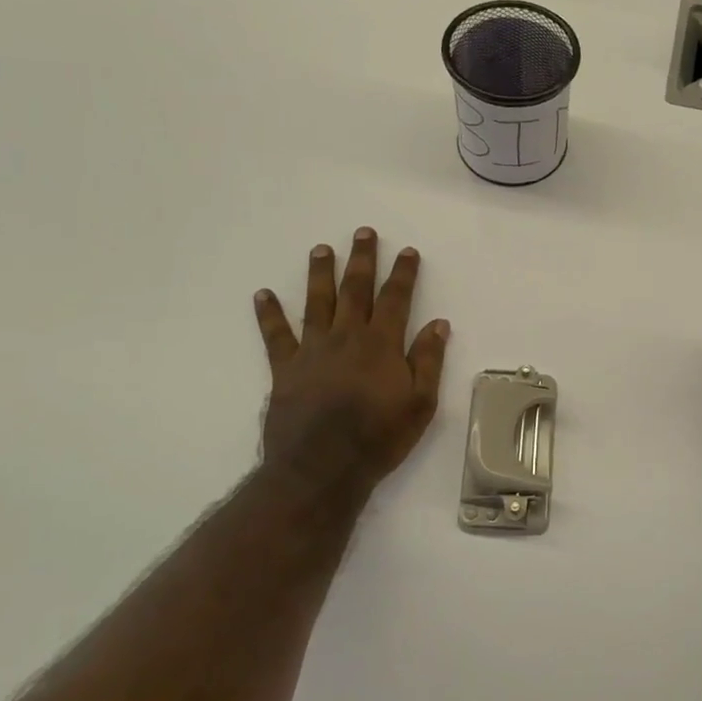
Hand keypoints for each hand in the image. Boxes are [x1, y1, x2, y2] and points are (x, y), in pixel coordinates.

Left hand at [253, 227, 449, 490]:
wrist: (322, 468)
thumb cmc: (379, 437)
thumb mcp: (420, 403)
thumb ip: (428, 360)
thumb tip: (438, 323)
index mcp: (381, 344)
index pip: (395, 299)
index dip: (403, 273)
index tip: (407, 251)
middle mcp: (347, 337)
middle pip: (355, 290)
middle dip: (361, 259)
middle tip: (362, 232)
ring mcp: (312, 350)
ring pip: (317, 302)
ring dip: (320, 273)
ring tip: (321, 249)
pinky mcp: (285, 369)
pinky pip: (276, 335)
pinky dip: (269, 314)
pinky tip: (263, 294)